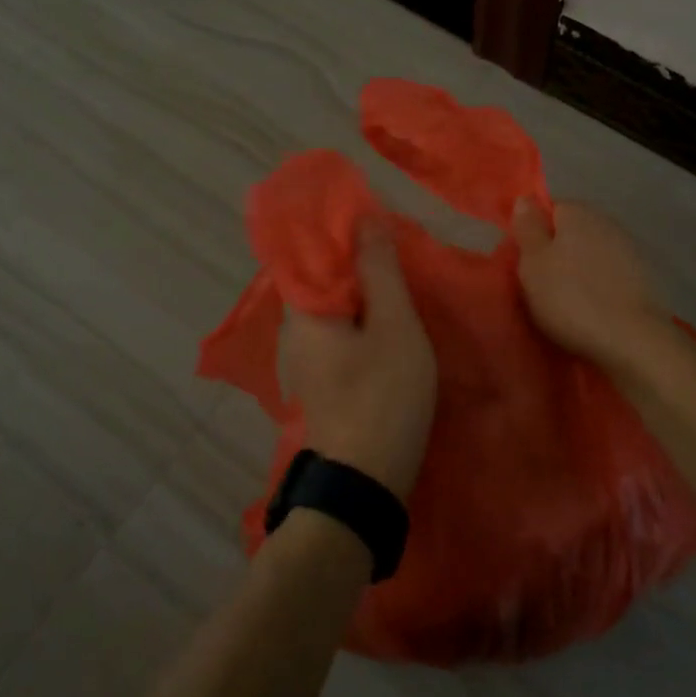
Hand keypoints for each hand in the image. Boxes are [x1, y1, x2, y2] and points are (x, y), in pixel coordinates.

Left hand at [280, 221, 437, 502]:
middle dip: (356, 256)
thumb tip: (366, 218)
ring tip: (400, 273)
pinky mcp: (324, 376)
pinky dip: (363, 314)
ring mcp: (307, 356)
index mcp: (303, 308)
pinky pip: (340, 328)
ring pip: (334, 304)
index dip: (341, 227)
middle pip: (322, 275)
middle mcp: (295, 328)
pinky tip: (391, 314)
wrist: (365, 481)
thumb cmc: (382, 396)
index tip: (376, 215)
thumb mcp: (393, 326)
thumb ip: (379, 270)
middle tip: (397, 243)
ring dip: (363, 286)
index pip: (309, 248)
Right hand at [513, 200, 674, 372]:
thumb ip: (528, 227)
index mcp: (578, 212)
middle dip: (556, 253)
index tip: (524, 261)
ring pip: (591, 254)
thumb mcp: (533, 262)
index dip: (533, 233)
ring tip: (565, 302)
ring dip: (578, 271)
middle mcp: (607, 222)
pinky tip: (592, 310)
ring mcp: (630, 250)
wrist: (633, 340)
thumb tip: (525, 199)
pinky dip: (599, 287)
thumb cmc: (571, 298)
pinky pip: (609, 275)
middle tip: (539, 285)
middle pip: (571, 231)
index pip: (549, 209)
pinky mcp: (644, 278)